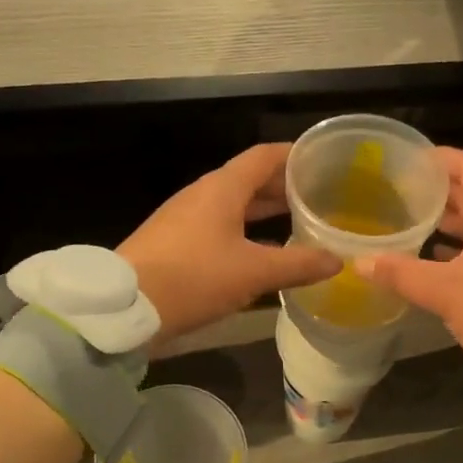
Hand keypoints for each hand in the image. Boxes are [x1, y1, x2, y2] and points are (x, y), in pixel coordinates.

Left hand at [119, 144, 342, 340]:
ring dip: (265, 212)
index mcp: (222, 188)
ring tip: (299, 223)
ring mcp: (186, 218)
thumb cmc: (193, 277)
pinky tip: (263, 255)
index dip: (294, 155)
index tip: (323, 161)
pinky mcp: (175, 243)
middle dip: (284, 187)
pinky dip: (246, 233)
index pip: (265, 156)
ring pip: (234, 206)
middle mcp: (203, 195)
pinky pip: (220, 227)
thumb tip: (337, 260)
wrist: (124, 308)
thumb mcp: (253, 272)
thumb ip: (298, 264)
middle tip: (319, 197)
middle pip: (250, 180)